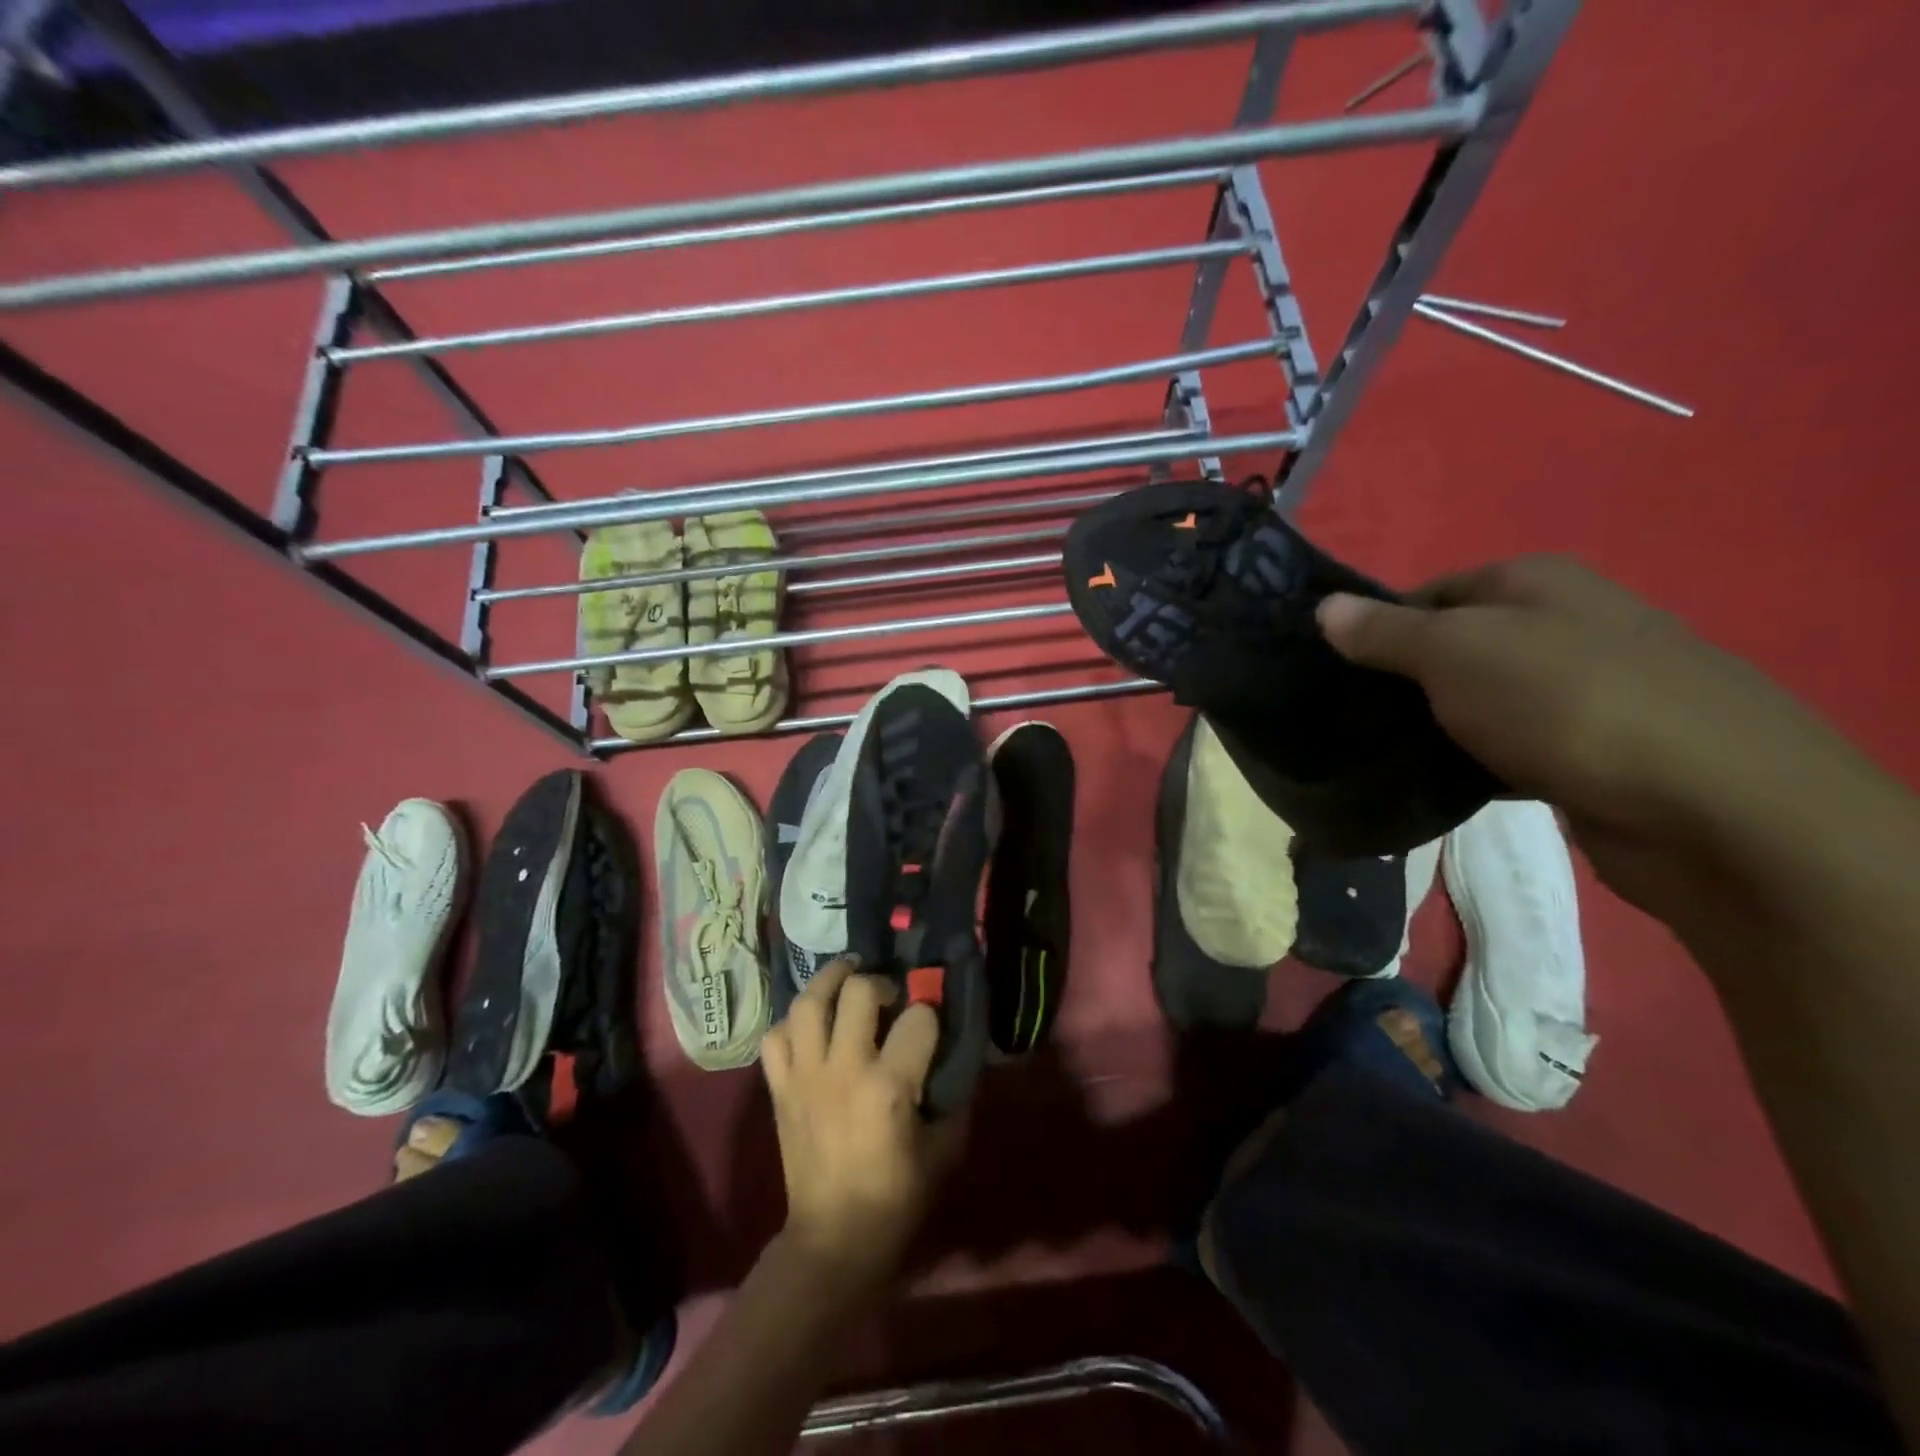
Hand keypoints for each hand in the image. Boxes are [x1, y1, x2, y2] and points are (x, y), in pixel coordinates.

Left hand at [759, 959, 964, 1299]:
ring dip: (830, 980)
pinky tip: (811, 1025)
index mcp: (889, 1085)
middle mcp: (844, 1068)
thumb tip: (958, 1055)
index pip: (918, 1018)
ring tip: (846, 977)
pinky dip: (792, 1022)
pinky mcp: (780, 1089)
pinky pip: (775, 1036)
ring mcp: (805, 1075)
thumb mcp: (944, 1148)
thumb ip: (952, 1095)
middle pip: (858, 990)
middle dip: (879, 982)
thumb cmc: (897, 1197)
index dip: (930, 1015)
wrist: (835, 1238)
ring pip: (808, 1002)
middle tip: (888, 996)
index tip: (931, 1024)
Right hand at [1316, 556, 1848, 904]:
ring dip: (1438, 726)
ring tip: (1384, 755)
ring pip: (1483, 700)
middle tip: (1350, 718)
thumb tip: (1323, 606)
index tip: (1335, 672)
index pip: (1428, 593)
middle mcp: (1566, 624)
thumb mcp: (1454, 653)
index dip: (1377, 628)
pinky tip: (1445, 786)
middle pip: (1456, 646)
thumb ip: (1384, 631)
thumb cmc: (1564, 703)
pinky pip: (1513, 746)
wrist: (1711, 807)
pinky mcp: (1596, 750)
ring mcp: (1587, 688)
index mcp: (1534, 583)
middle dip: (1404, 681)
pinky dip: (1478, 762)